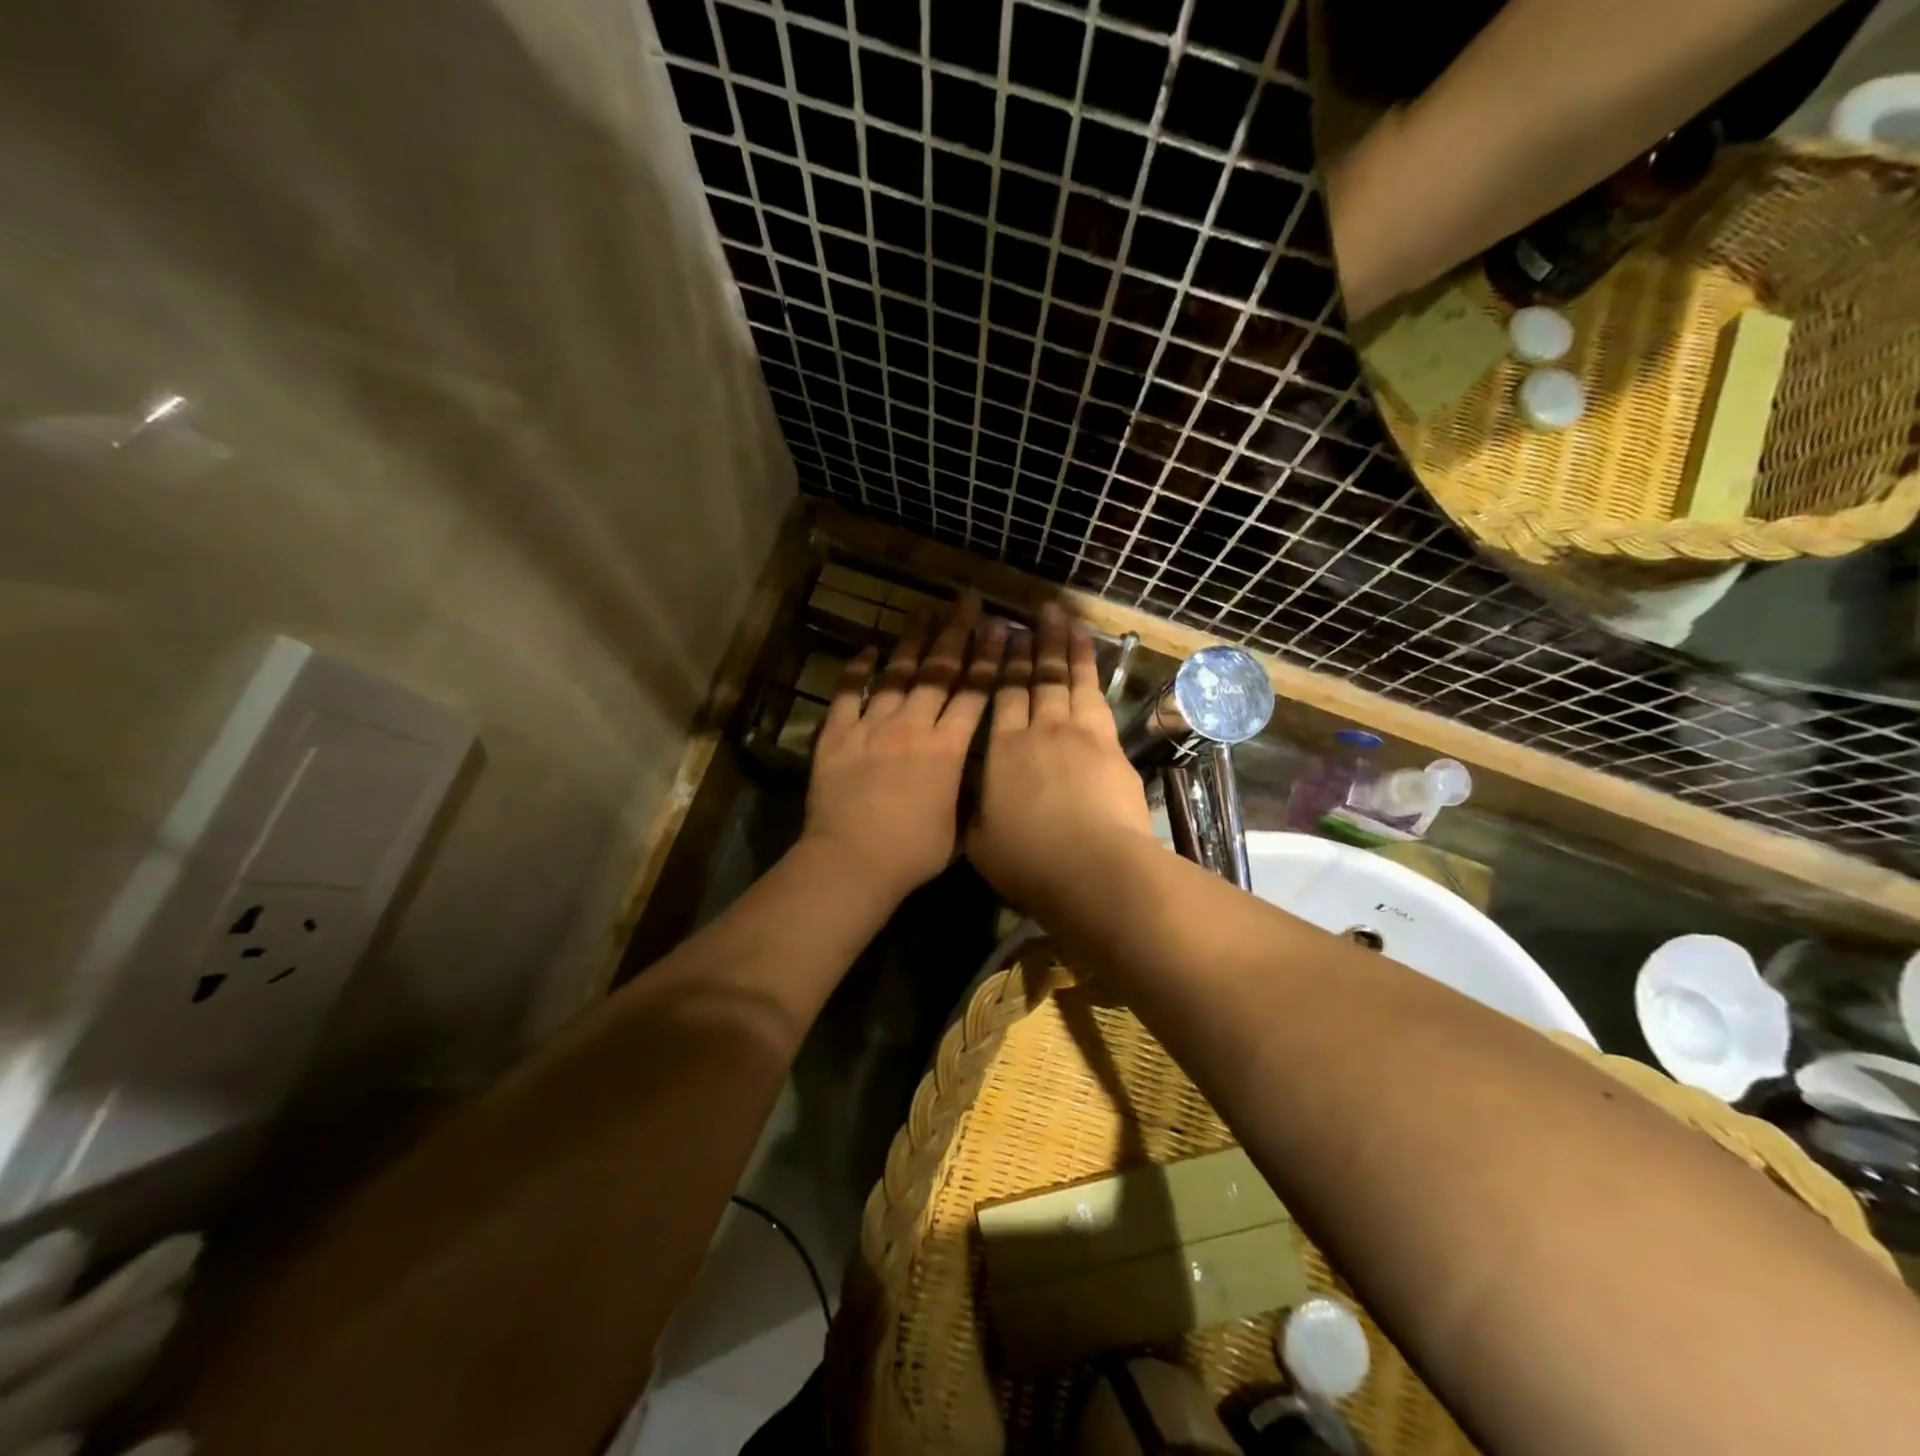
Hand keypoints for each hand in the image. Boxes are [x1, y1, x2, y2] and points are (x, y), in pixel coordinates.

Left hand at [801, 593, 1006, 907]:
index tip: (999, 628)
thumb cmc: (912, 852)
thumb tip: (976, 777)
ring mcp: (872, 726)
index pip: (974, 693)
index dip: (988, 659)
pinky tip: (867, 649)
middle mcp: (912, 726)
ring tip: (925, 610)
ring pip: (898, 674)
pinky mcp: (837, 735)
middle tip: (967, 601)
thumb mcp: (958, 827)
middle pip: (939, 672)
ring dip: (913, 640)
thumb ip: (967, 794)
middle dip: (956, 633)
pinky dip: (856, 671)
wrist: (852, 860)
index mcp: (948, 748)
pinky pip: (847, 695)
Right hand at [968, 603, 1153, 909]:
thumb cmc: (1029, 861)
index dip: (998, 666)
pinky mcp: (1109, 741)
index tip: (999, 638)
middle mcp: (1036, 730)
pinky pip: (1095, 693)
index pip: (999, 697)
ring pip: (1065, 678)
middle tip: (1031, 615)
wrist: (1092, 867)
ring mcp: (1076, 731)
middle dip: (1031, 645)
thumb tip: (967, 793)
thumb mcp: (981, 842)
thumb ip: (975, 810)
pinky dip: (1089, 667)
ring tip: (1060, 617)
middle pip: (1033, 680)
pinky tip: (1087, 652)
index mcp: (1001, 751)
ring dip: (1062, 645)